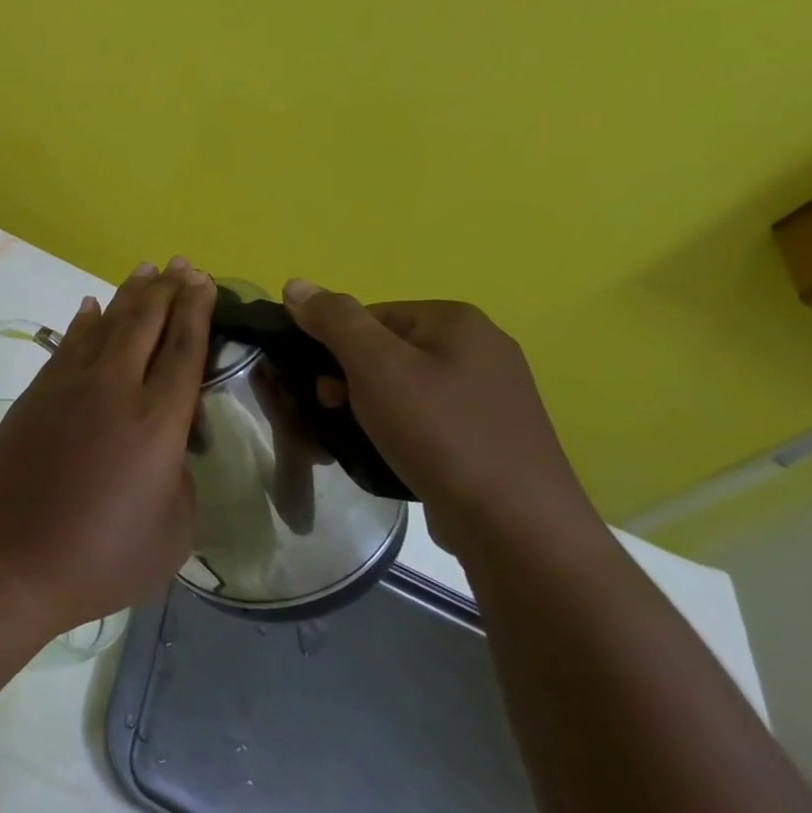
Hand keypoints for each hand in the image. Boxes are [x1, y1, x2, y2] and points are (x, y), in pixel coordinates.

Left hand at [0, 259, 214, 632]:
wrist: (12, 556)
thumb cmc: (102, 556)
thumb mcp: (172, 531)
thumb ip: (178, 477)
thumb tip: (163, 449)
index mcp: (158, 421)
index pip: (184, 349)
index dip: (197, 311)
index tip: (204, 281)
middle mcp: (116, 388)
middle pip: (146, 323)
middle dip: (168, 290)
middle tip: (181, 265)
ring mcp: (70, 384)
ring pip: (106, 323)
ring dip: (129, 294)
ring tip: (146, 270)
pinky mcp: (38, 391)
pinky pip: (68, 343)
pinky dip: (84, 321)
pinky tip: (91, 307)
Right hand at [282, 281, 598, 561]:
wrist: (516, 528)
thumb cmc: (440, 433)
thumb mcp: (375, 366)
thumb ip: (333, 319)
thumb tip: (295, 284)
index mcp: (457, 321)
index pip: (369, 316)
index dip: (336, 349)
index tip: (328, 389)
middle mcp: (481, 348)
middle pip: (386, 350)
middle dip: (352, 381)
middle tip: (340, 415)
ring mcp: (492, 395)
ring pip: (404, 388)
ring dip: (372, 409)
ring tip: (363, 441)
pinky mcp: (492, 436)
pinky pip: (428, 419)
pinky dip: (402, 432)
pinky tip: (394, 457)